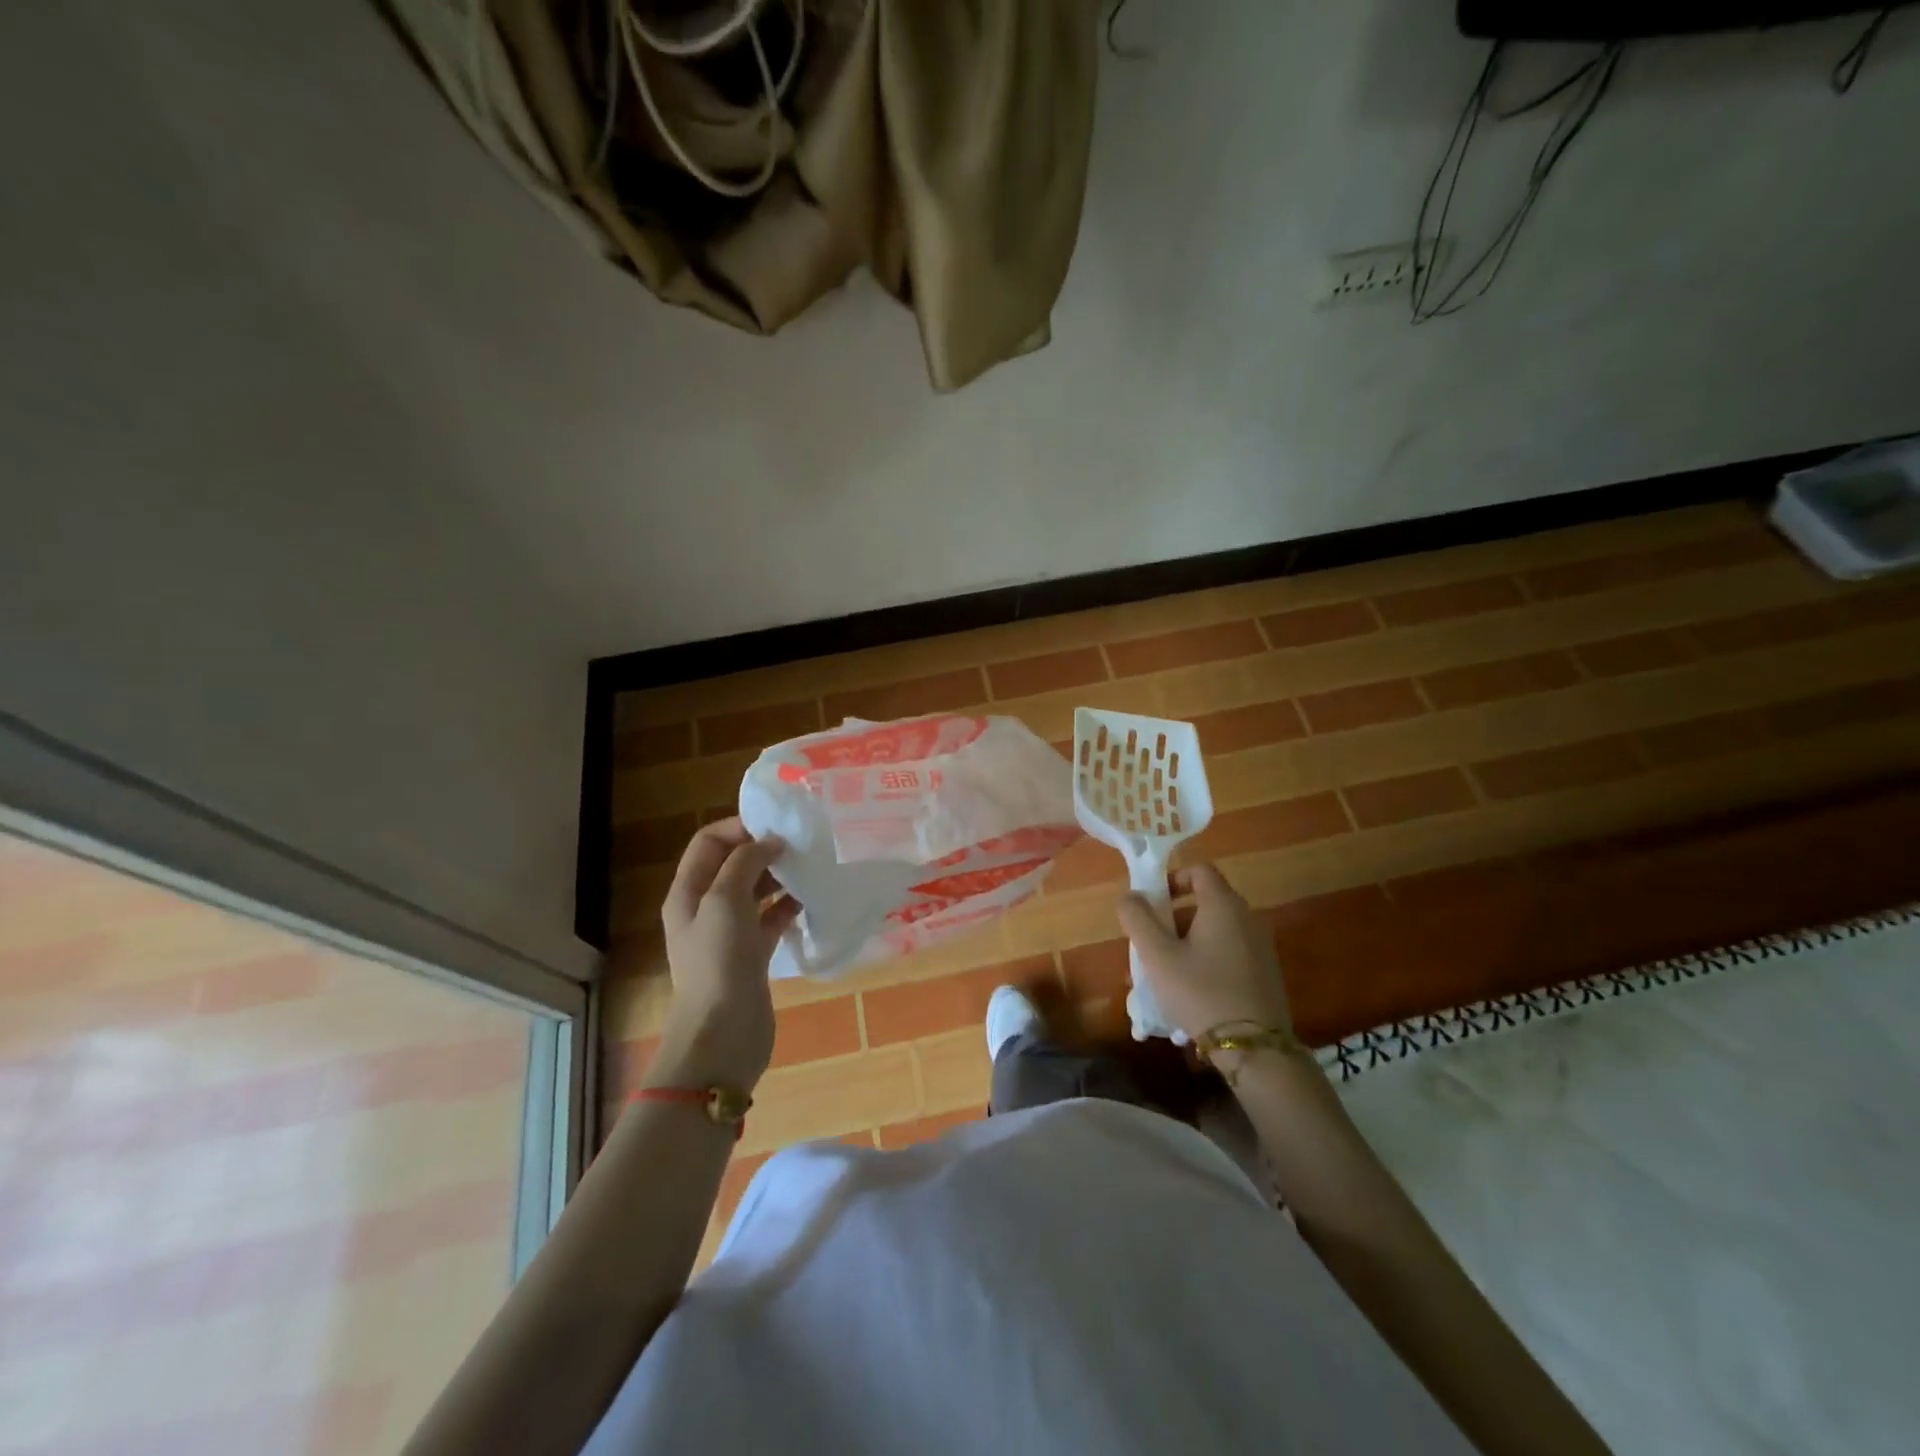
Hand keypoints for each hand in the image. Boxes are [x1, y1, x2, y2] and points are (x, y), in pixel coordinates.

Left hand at [650, 818, 796, 1090]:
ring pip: (756, 890)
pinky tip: (812, 900)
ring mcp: (730, 932)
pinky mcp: (752, 954)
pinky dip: (789, 906)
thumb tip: (770, 842)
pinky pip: (772, 918)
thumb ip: (745, 863)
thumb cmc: (718, 962)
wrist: (722, 1035)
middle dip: (765, 849)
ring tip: (812, 867)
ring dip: (780, 877)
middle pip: (734, 864)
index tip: (777, 825)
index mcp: (688, 891)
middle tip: (802, 844)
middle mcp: (706, 907)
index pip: (710, 842)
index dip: (739, 827)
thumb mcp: (724, 901)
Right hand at [1117, 864, 1291, 1043]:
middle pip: (1207, 901)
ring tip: (1166, 972)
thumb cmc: (1200, 992)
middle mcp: (1248, 918)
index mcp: (1224, 905)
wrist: (1255, 1050)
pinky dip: (1208, 959)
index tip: (1152, 903)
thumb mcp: (1158, 956)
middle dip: (1174, 916)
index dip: (1172, 879)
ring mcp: (1261, 947)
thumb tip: (1130, 896)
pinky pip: (1230, 953)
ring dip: (1189, 941)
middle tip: (1152, 942)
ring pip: (1217, 930)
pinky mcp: (1266, 974)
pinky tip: (1193, 991)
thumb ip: (1138, 919)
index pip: (1199, 870)